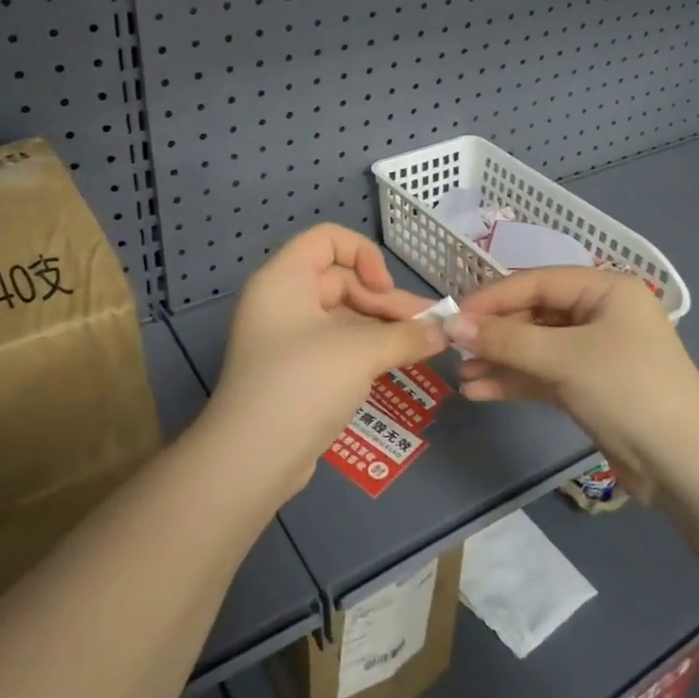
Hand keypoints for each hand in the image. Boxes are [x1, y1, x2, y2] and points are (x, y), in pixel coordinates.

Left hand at [203, 225, 447, 499]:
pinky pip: (337, 345)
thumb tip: (444, 331)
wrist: (254, 458)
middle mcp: (282, 300)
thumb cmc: (303, 384)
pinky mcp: (296, 371)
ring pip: (343, 316)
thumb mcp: (361, 352)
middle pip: (341, 280)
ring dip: (383, 327)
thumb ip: (406, 335)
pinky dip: (367, 349)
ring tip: (425, 344)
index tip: (384, 289)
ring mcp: (287, 338)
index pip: (327, 239)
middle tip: (427, 326)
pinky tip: (399, 362)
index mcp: (284, 279)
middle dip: (386, 301)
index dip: (363, 254)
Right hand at [450, 268, 698, 501]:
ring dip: (499, 360)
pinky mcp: (589, 386)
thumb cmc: (628, 391)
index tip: (453, 316)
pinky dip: (515, 381)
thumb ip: (506, 340)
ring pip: (535, 347)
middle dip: (494, 333)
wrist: (685, 466)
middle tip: (453, 348)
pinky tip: (480, 391)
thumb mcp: (564, 359)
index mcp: (605, 290)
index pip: (536, 282)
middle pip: (534, 313)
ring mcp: (594, 351)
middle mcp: (600, 313)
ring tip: (460, 374)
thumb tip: (452, 325)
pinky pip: (543, 374)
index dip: (492, 298)